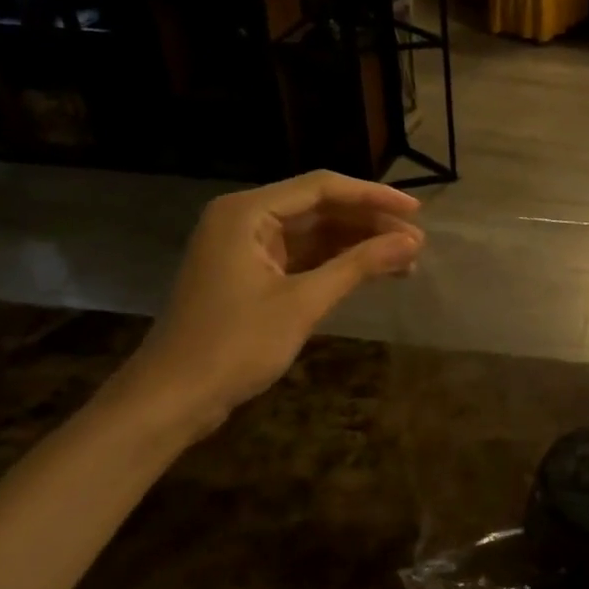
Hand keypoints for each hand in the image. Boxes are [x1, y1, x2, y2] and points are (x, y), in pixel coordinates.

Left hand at [110, 173, 422, 438]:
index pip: (322, 188)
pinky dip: (337, 264)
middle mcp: (245, 219)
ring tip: (405, 261)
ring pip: (315, 234)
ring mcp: (246, 248)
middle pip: (320, 208)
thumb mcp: (303, 302)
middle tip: (416, 243)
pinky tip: (373, 273)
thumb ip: (359, 265)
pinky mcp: (251, 275)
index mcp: (247, 212)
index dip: (374, 197)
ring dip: (358, 245)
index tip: (416, 212)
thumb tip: (412, 242)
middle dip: (369, 224)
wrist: (171, 400)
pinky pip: (303, 257)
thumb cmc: (234, 345)